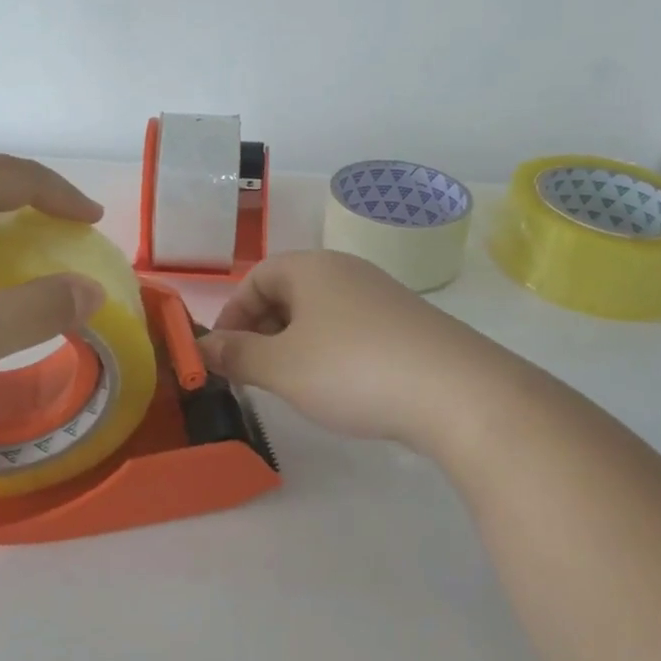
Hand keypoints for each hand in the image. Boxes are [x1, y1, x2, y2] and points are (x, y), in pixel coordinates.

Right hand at [197, 250, 511, 451]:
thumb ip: (237, 355)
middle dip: (261, 330)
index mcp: (311, 268)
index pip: (257, 277)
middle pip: (288, 292)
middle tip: (253, 373)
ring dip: (295, 344)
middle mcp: (347, 271)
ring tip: (292, 384)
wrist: (457, 392)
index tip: (223, 354)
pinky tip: (339, 387)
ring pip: (320, 314)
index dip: (232, 313)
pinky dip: (331, 352)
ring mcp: (381, 296)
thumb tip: (203, 347)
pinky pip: (352, 330)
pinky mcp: (407, 325)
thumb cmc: (351, 369)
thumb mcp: (281, 368)